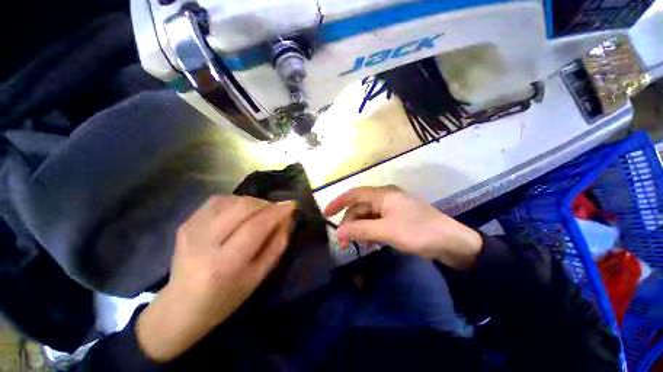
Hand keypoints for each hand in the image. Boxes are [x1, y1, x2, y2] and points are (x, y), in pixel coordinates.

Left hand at [136, 196, 296, 361]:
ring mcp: (190, 230)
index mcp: (224, 265)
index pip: (256, 226)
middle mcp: (203, 243)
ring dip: (253, 202)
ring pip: (231, 201)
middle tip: (276, 210)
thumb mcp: (259, 276)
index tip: (292, 204)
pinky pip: (218, 200)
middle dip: (265, 204)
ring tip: (260, 213)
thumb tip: (287, 217)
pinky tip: (241, 212)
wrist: (181, 306)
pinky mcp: (186, 223)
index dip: (277, 212)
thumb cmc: (226, 298)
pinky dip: (237, 201)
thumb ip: (277, 244)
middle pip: (242, 208)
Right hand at [324, 186, 481, 269]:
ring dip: (360, 228)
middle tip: (343, 242)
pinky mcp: (398, 218)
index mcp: (383, 194)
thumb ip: (361, 230)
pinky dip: (371, 231)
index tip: (326, 214)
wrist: (452, 242)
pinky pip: (378, 222)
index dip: (338, 202)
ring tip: (358, 245)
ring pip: (368, 215)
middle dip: (350, 223)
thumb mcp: (386, 231)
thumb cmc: (418, 232)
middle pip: (360, 207)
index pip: (354, 194)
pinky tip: (372, 243)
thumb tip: (338, 234)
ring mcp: (392, 208)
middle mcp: (386, 197)